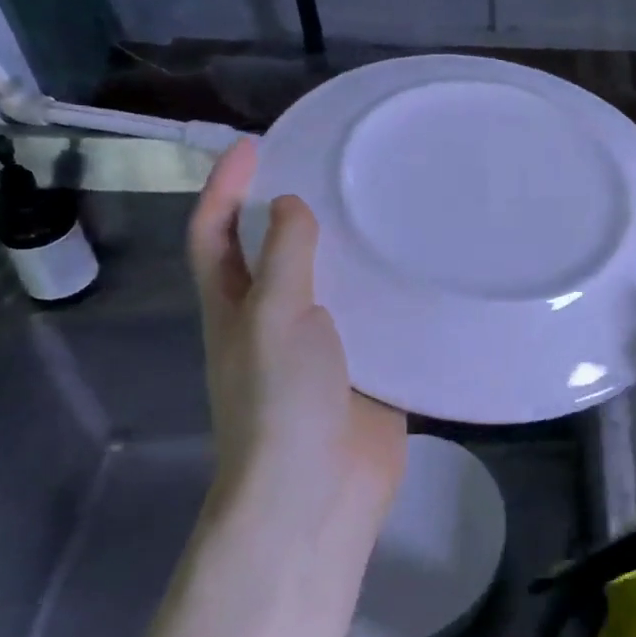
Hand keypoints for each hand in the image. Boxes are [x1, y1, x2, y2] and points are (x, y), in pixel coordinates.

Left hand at [187, 139, 407, 527]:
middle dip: (290, 207)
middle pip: (273, 251)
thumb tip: (290, 205)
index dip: (224, 188)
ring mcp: (320, 344)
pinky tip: (421, 264)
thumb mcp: (273, 318)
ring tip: (385, 203)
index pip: (214, 234)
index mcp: (235, 307)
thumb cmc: (281, 402)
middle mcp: (273, 319)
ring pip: (330, 280)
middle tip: (334, 166)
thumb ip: (284, 257)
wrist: (319, 492)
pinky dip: (388, 287)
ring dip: (347, 245)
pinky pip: (374, 314)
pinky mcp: (364, 364)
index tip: (254, 145)